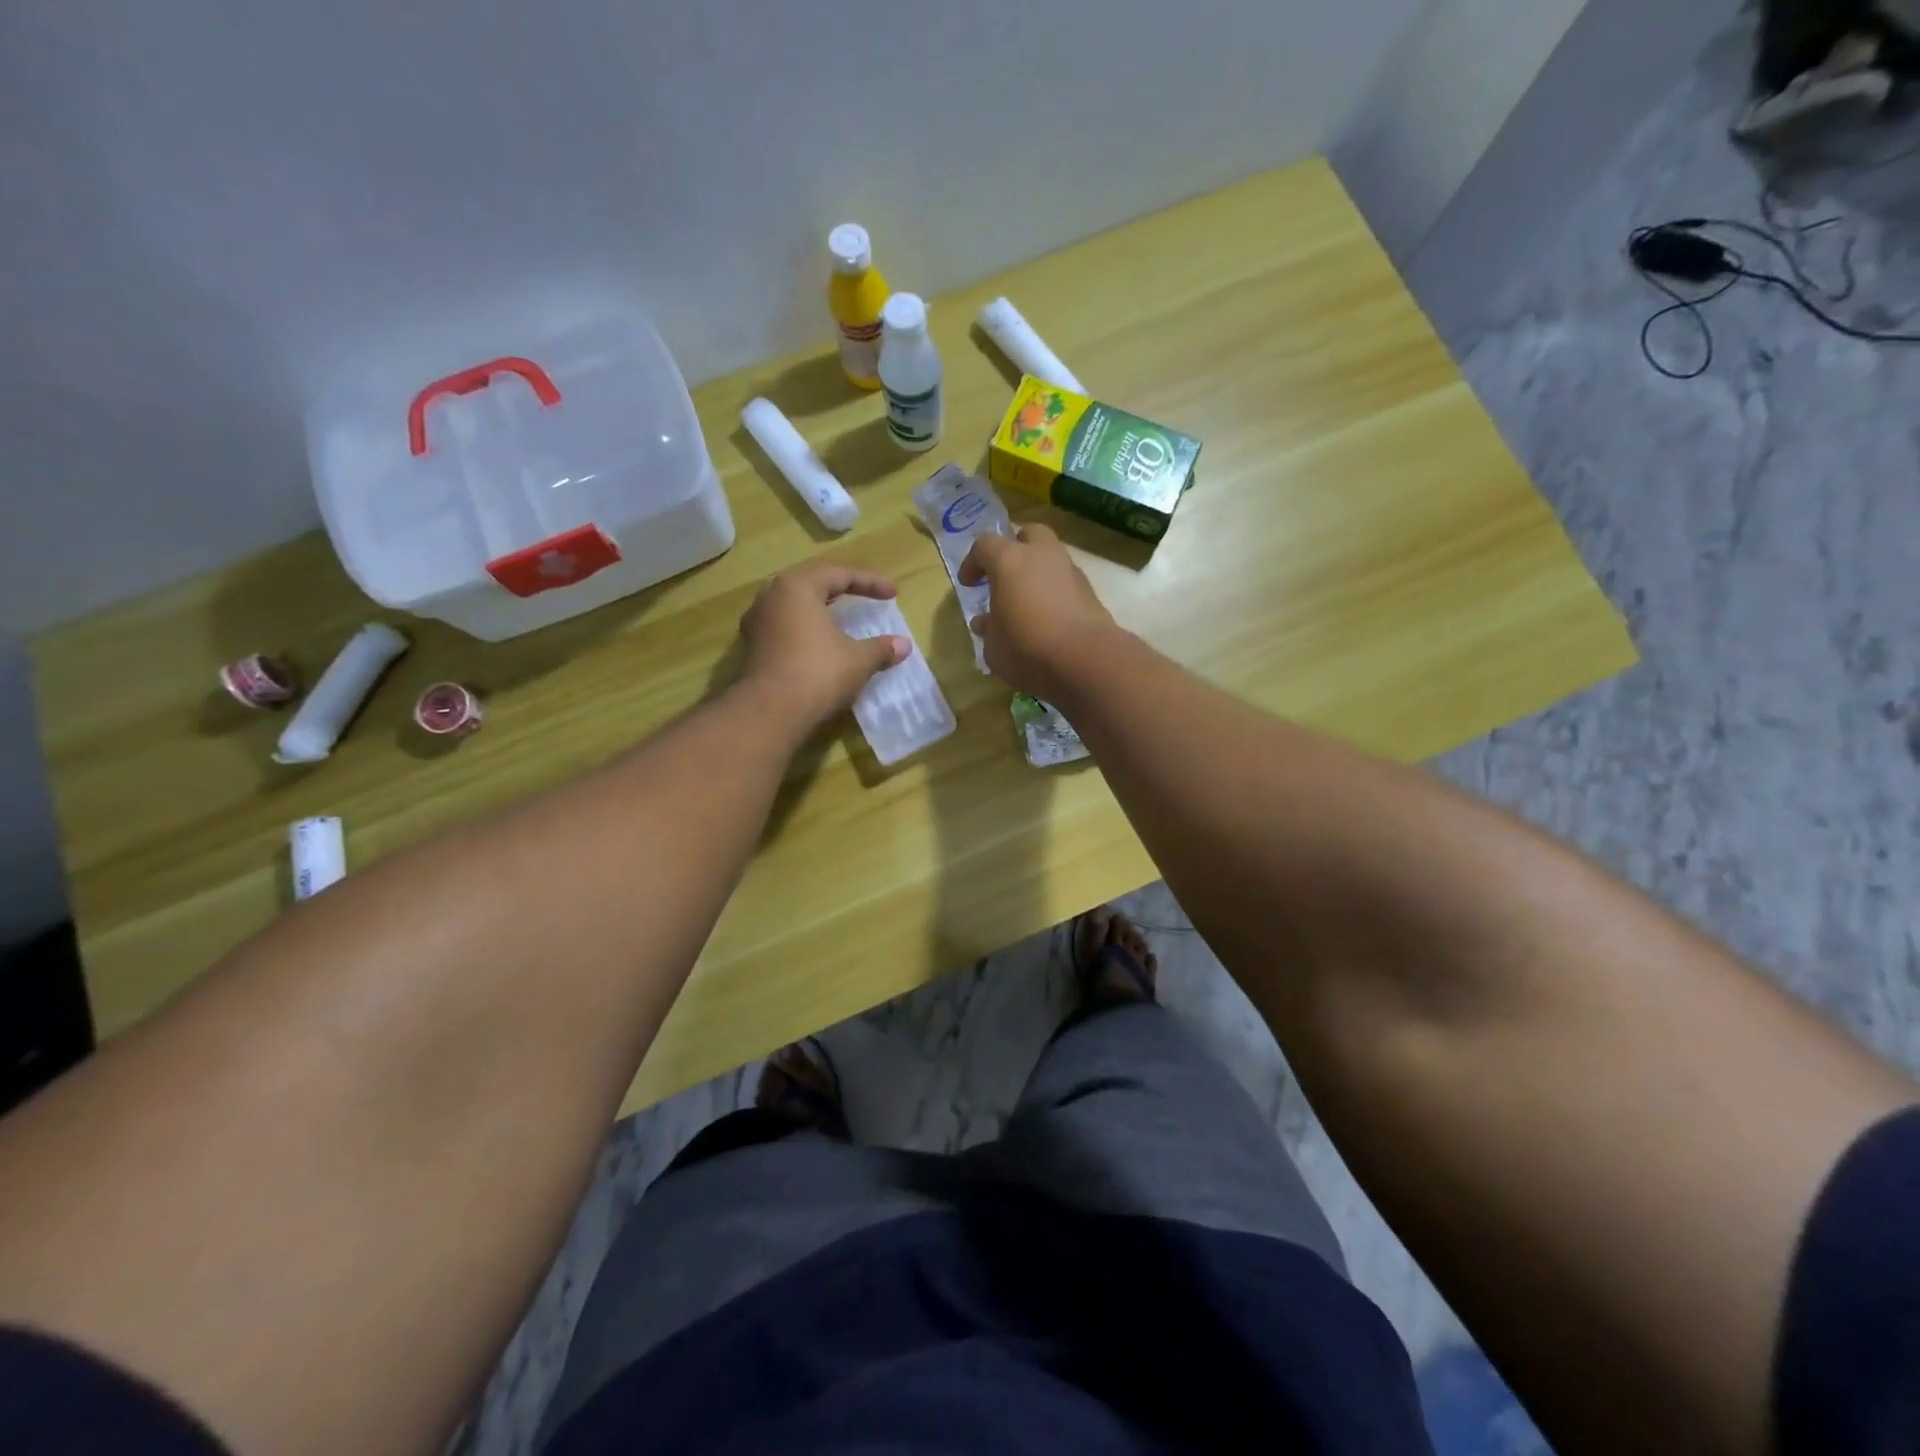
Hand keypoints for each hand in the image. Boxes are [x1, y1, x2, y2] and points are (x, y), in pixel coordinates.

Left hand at [737, 560, 908, 729]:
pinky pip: (784, 627)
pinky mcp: (751, 648)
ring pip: (793, 605)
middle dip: (840, 587)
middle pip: (811, 582)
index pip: (839, 574)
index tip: (893, 594)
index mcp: (798, 586)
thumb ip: (881, 648)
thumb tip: (904, 645)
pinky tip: (818, 644)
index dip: (870, 582)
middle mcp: (771, 596)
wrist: (769, 712)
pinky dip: (805, 629)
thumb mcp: (858, 660)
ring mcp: (757, 622)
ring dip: (819, 608)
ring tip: (839, 617)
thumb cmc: (817, 673)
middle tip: (863, 594)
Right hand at [958, 524, 1116, 699]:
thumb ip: (988, 630)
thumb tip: (986, 622)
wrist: (1086, 661)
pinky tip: (1049, 616)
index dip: (973, 562)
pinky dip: (1055, 590)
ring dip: (1037, 570)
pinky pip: (1066, 580)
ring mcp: (1070, 570)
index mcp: (1009, 561)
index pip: (984, 545)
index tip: (969, 583)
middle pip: (1027, 534)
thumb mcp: (994, 647)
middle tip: (1004, 576)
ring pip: (1051, 556)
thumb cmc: (1027, 650)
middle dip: (1014, 549)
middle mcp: (1041, 555)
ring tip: (1027, 600)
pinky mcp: (1090, 590)